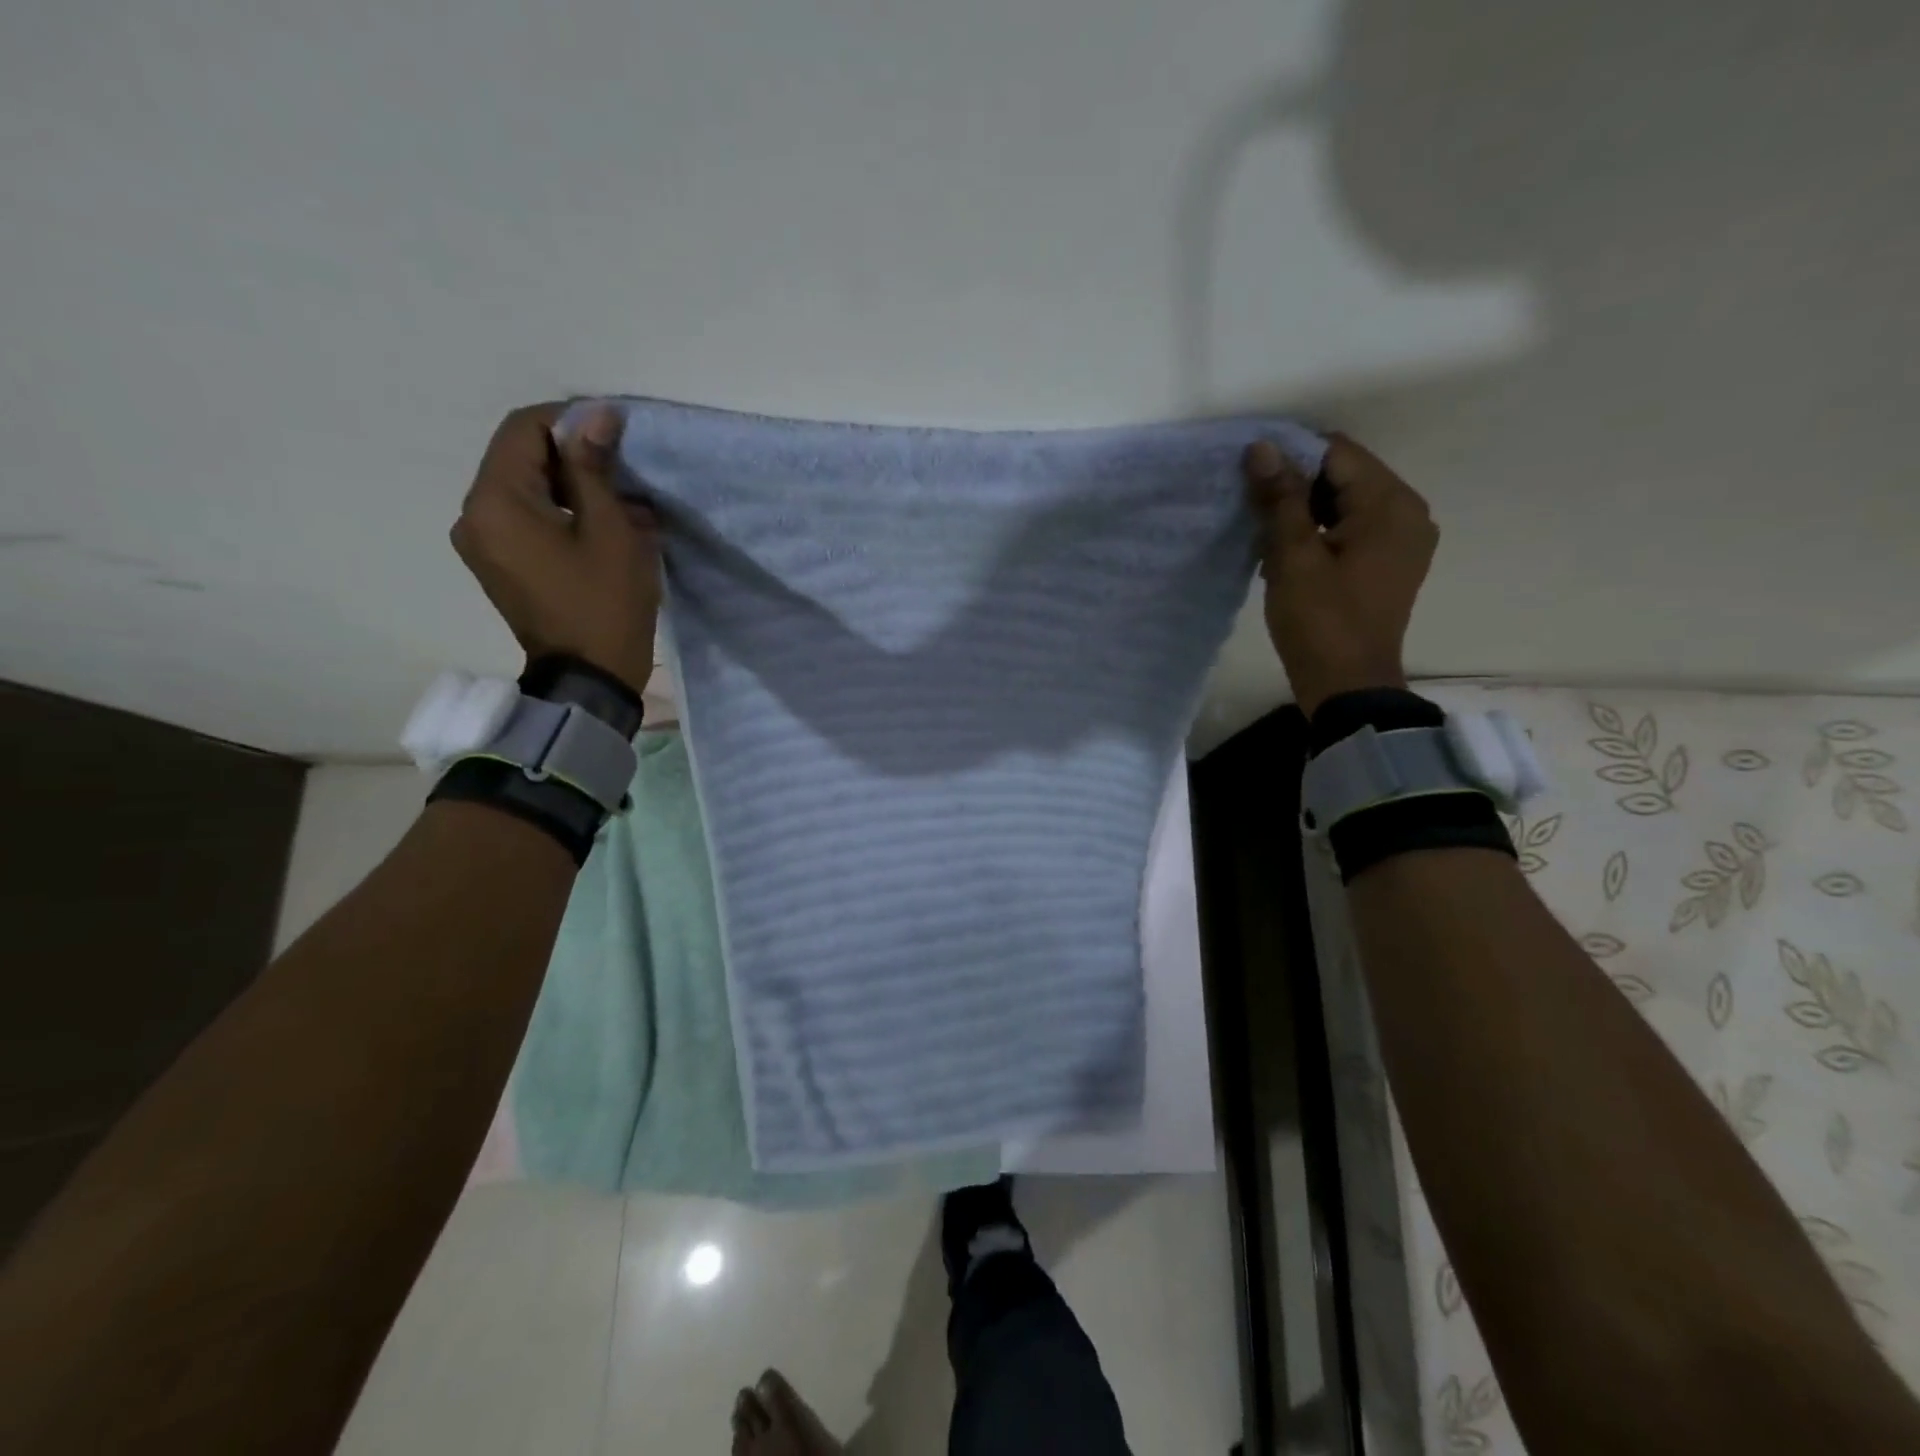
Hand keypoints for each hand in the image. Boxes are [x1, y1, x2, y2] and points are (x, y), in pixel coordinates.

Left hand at [451, 402, 660, 695]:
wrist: (589, 678)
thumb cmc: (604, 603)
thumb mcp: (611, 530)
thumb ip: (595, 466)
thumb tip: (596, 412)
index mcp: (495, 501)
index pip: (524, 429)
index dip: (571, 419)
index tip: (617, 431)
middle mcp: (475, 516)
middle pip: (522, 459)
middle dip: (575, 457)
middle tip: (627, 472)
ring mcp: (484, 543)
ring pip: (529, 491)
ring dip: (574, 488)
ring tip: (623, 505)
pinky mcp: (500, 565)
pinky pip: (528, 521)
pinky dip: (564, 514)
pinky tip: (602, 528)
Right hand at [1243, 433, 1436, 717]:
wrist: (1348, 686)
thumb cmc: (1320, 621)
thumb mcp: (1293, 557)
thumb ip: (1280, 498)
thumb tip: (1262, 447)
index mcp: (1390, 504)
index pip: (1337, 453)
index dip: (1290, 455)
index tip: (1251, 475)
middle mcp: (1408, 511)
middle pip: (1346, 474)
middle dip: (1298, 483)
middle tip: (1254, 505)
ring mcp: (1404, 539)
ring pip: (1348, 501)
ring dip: (1307, 508)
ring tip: (1267, 529)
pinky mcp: (1392, 562)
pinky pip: (1355, 527)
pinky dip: (1323, 529)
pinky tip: (1292, 550)